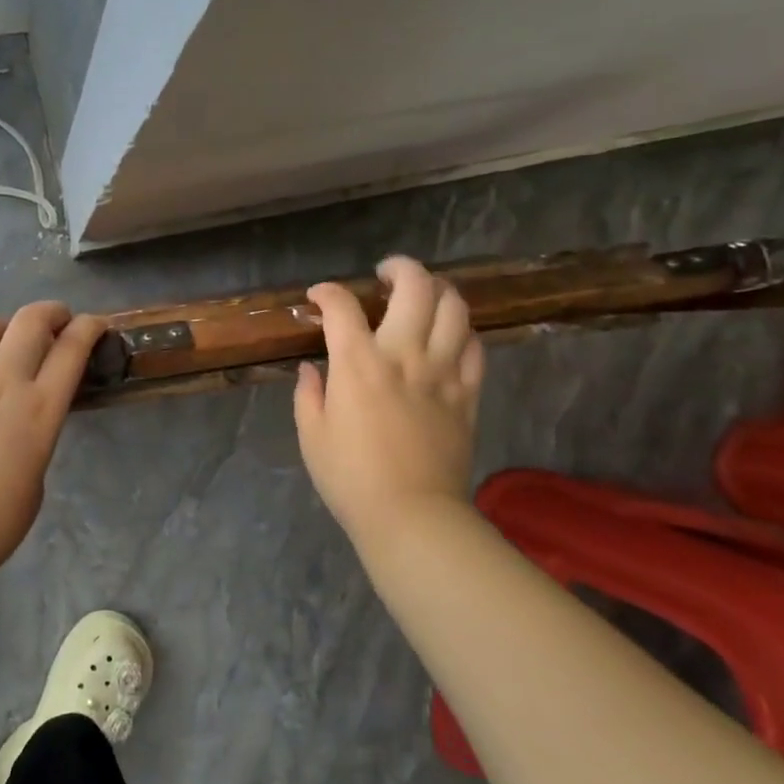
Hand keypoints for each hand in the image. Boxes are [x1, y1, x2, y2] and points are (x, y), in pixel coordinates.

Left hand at [0, 301, 105, 579]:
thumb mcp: (37, 478)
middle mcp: (2, 382)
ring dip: (1, 328)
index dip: (89, 327)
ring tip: (2, 347)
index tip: (95, 325)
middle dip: (50, 312)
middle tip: (55, 323)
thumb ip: (36, 435)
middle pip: (30, 320)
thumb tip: (25, 419)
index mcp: (40, 409)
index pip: (72, 348)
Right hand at [294, 256, 485, 549]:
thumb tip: (311, 369)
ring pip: (455, 308)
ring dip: (438, 291)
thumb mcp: (312, 436)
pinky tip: (449, 337)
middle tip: (386, 274)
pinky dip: (462, 332)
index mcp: (357, 364)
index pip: (342, 307)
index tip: (318, 297)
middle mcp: (403, 355)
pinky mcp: (468, 393)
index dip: (327, 292)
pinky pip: (475, 347)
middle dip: (399, 269)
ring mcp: (442, 372)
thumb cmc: (350, 477)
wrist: (411, 514)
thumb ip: (309, 394)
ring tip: (423, 295)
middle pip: (415, 288)